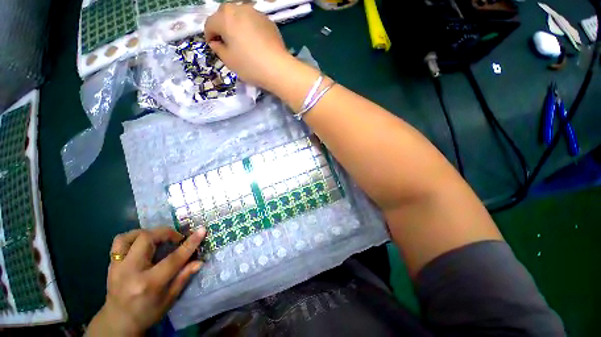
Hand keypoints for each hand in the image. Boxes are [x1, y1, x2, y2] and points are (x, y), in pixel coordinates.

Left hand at [87, 227, 205, 335]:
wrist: (117, 323)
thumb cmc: (147, 313)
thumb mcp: (169, 299)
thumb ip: (183, 277)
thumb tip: (199, 261)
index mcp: (148, 284)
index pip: (173, 259)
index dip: (190, 243)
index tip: (202, 230)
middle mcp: (130, 272)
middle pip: (147, 239)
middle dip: (166, 233)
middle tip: (176, 239)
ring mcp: (117, 267)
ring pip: (129, 237)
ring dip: (147, 233)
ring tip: (158, 238)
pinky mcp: (111, 265)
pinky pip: (119, 242)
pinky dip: (133, 237)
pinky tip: (142, 243)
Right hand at [204, 3, 293, 90]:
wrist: (278, 68)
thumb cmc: (250, 65)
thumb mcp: (229, 60)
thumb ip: (218, 48)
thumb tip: (217, 42)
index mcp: (225, 17)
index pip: (210, 24)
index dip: (210, 37)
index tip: (214, 47)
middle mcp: (239, 9)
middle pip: (225, 16)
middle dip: (223, 28)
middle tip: (228, 44)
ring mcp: (256, 13)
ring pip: (240, 17)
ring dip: (237, 27)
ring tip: (243, 43)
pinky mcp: (268, 21)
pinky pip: (254, 22)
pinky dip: (251, 29)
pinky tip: (256, 43)